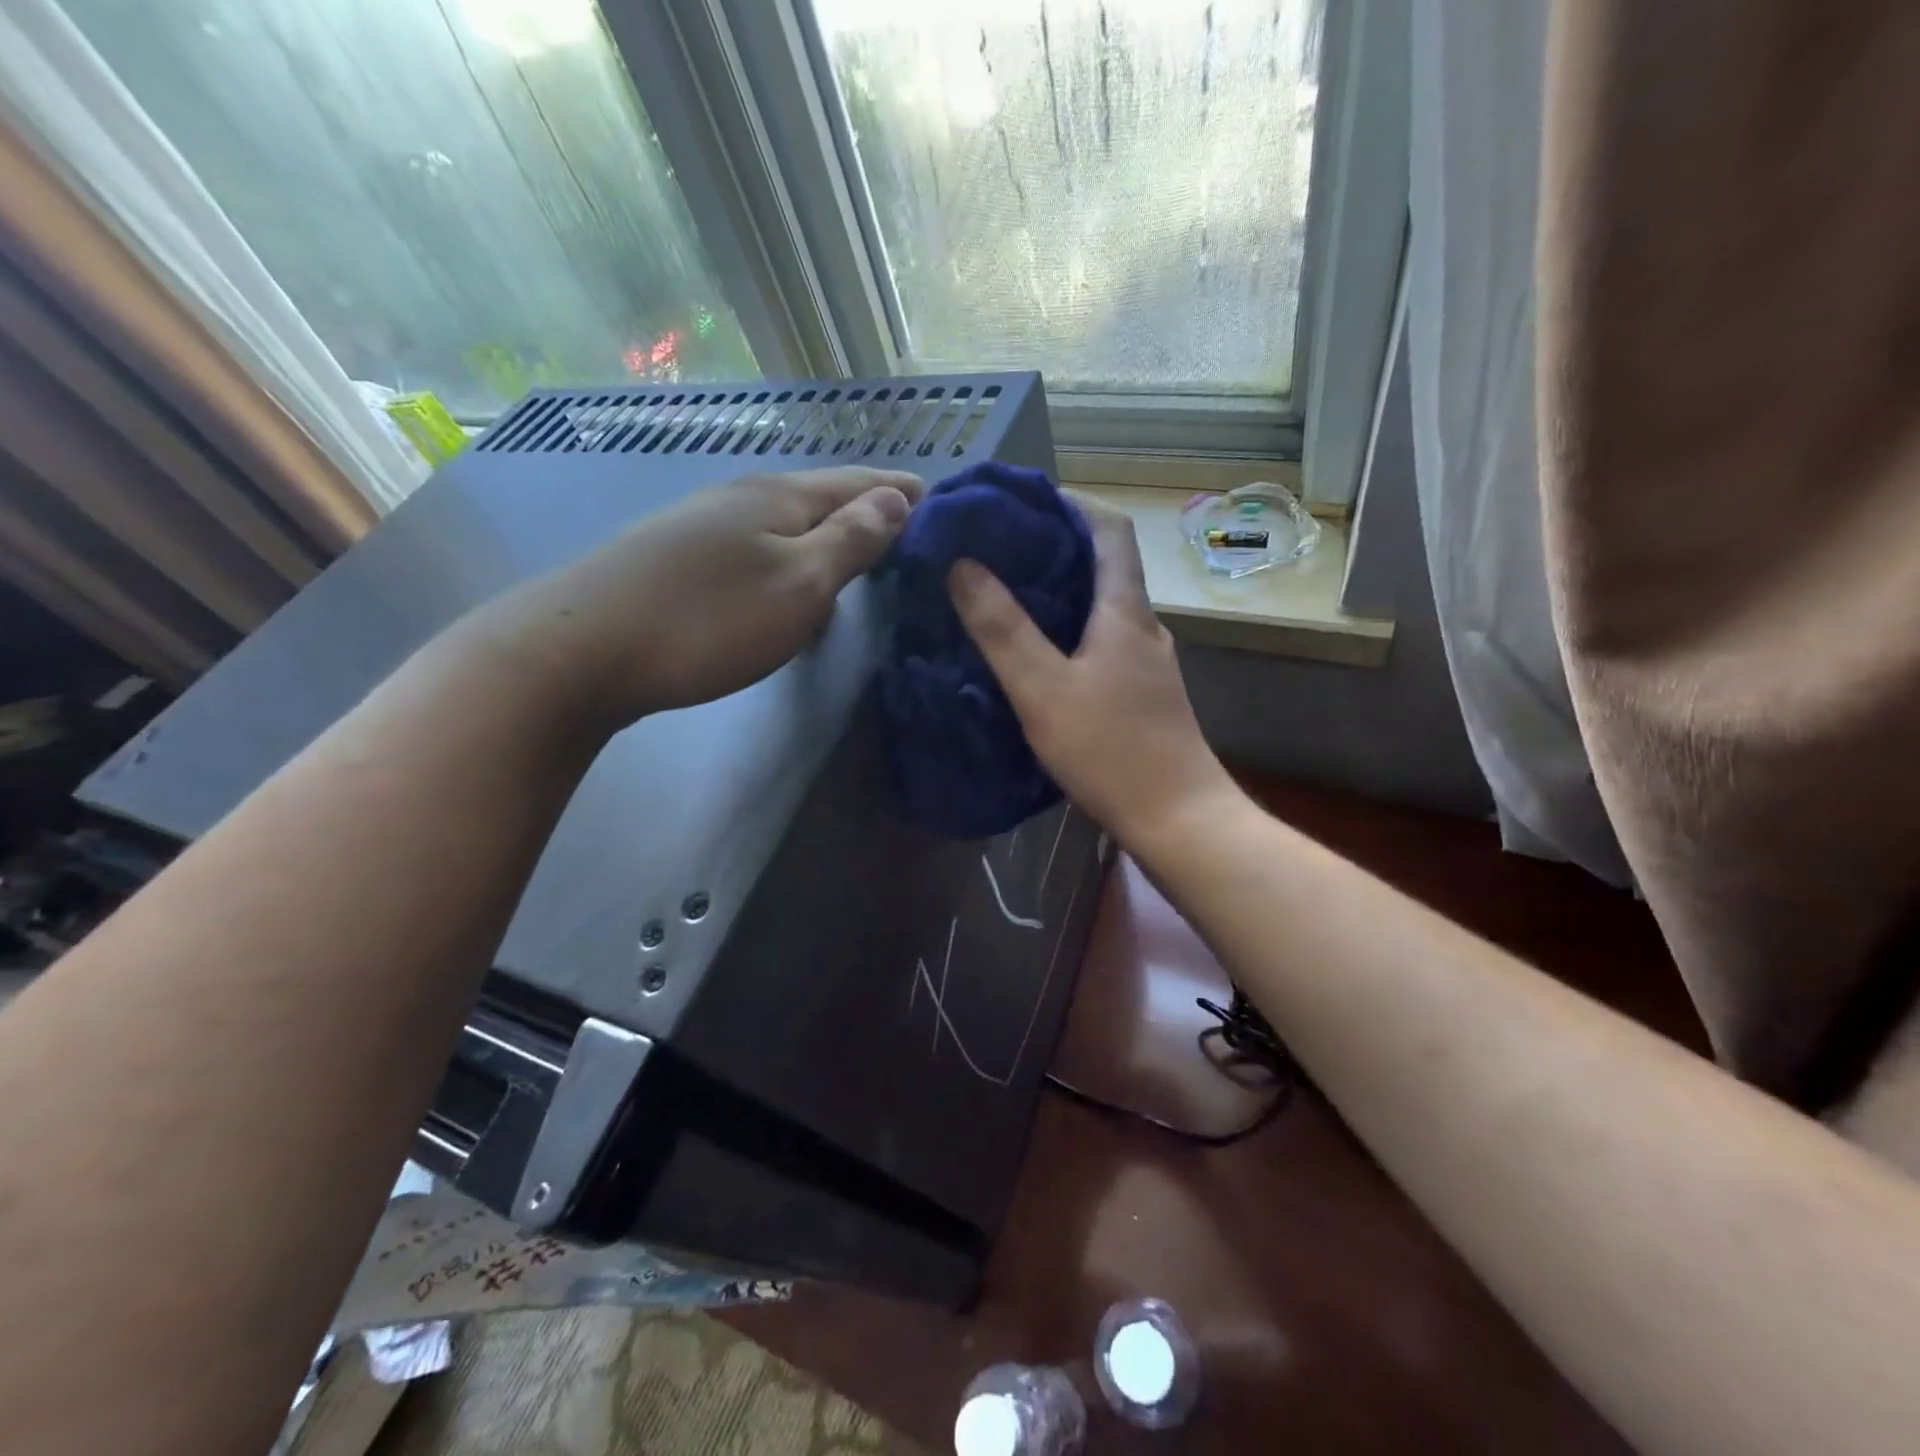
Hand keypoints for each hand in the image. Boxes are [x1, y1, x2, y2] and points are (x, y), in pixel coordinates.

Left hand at [494, 467, 921, 730]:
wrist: (580, 650)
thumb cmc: (708, 619)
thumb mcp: (799, 584)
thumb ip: (851, 541)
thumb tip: (895, 498)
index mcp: (779, 496)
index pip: (859, 482)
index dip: (903, 492)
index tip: (942, 504)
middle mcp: (740, 497)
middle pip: (821, 498)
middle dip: (869, 512)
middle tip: (910, 536)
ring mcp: (702, 526)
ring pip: (787, 525)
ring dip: (828, 537)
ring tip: (860, 561)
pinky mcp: (677, 559)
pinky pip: (757, 550)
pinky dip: (791, 561)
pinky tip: (790, 587)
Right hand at [947, 499, 1238, 848]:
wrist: (1178, 819)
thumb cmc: (1111, 749)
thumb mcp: (1043, 688)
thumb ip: (1002, 628)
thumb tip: (963, 566)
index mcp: (1125, 611)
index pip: (1110, 530)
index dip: (1071, 503)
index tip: (1024, 500)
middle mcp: (1144, 627)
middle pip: (1106, 565)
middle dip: (1056, 547)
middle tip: (999, 549)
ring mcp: (1148, 664)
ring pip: (1103, 607)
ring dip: (1061, 592)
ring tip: (1007, 596)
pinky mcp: (1143, 695)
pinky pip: (1103, 643)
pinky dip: (1070, 631)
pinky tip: (1039, 655)